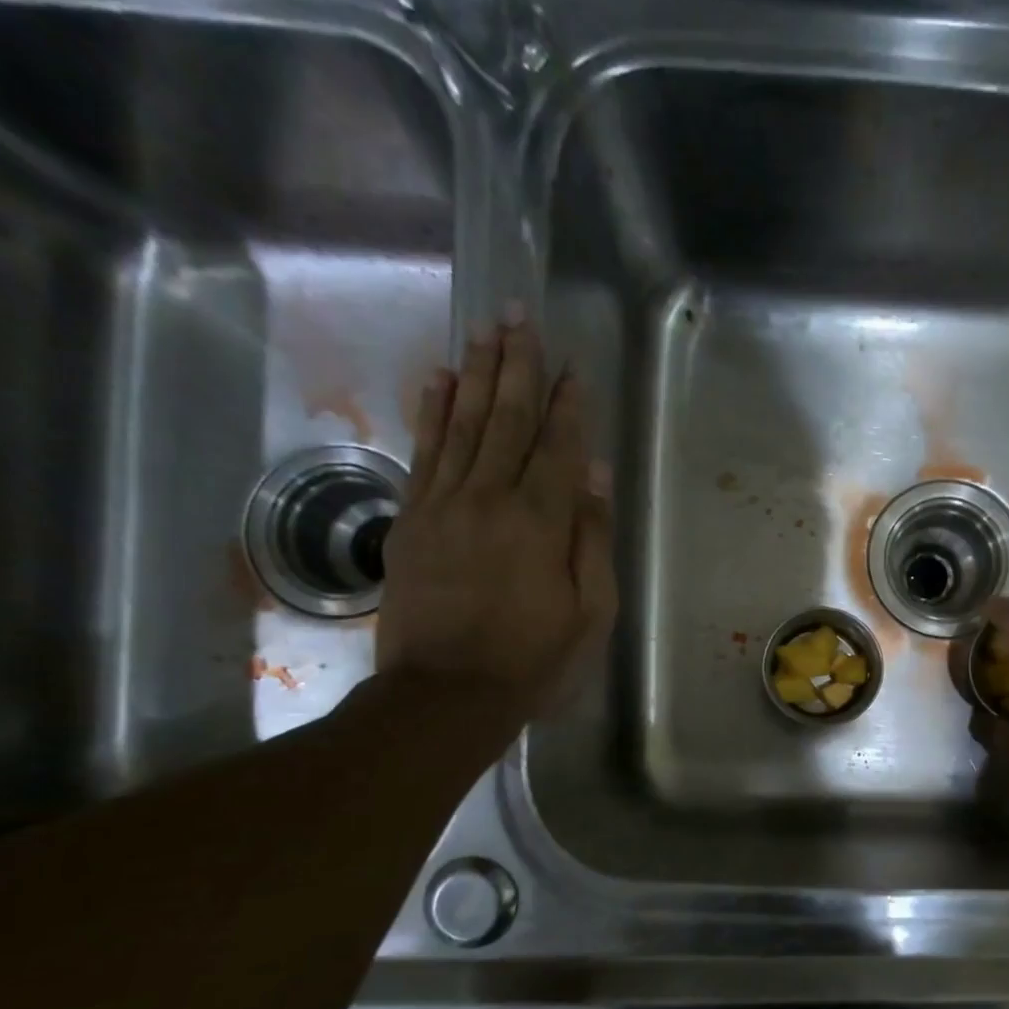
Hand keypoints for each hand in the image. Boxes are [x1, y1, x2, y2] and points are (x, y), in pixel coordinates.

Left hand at [378, 307, 615, 723]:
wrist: (447, 693)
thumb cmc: (534, 659)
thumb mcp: (590, 611)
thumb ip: (593, 538)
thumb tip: (597, 474)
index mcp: (541, 521)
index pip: (559, 447)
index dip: (568, 404)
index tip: (572, 366)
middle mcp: (491, 498)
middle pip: (508, 420)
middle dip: (517, 365)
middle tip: (519, 314)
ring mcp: (444, 505)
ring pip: (464, 425)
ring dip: (478, 374)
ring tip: (485, 330)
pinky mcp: (412, 520)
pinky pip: (424, 452)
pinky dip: (433, 412)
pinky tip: (440, 380)